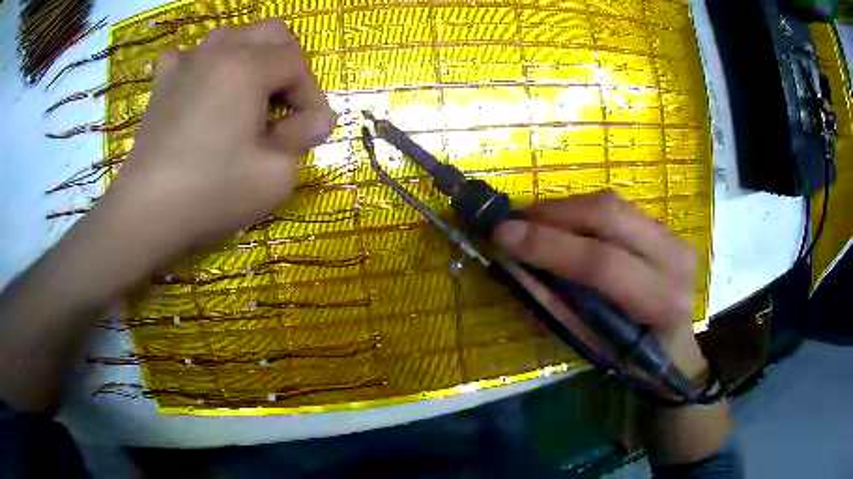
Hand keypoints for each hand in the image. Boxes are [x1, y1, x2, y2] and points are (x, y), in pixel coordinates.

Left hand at [95, 19, 334, 261]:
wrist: (145, 214)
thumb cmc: (211, 193)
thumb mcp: (275, 175)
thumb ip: (303, 138)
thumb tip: (318, 120)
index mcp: (248, 67)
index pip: (298, 64)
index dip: (312, 96)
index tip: (311, 132)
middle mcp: (218, 52)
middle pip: (271, 33)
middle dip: (287, 64)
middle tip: (282, 106)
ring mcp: (186, 65)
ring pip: (231, 36)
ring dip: (249, 58)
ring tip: (246, 94)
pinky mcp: (162, 85)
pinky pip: (186, 56)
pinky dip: (200, 65)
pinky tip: (200, 87)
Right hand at [493, 191, 707, 379]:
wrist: (675, 347)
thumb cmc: (631, 360)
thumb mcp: (592, 345)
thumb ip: (558, 303)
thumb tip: (517, 264)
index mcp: (660, 301)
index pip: (602, 263)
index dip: (550, 245)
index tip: (503, 234)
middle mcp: (673, 258)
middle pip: (608, 216)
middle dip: (553, 214)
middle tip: (514, 221)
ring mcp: (673, 236)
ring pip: (611, 204)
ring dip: (564, 209)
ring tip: (532, 221)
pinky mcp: (664, 227)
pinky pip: (616, 208)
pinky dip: (582, 212)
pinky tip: (562, 224)